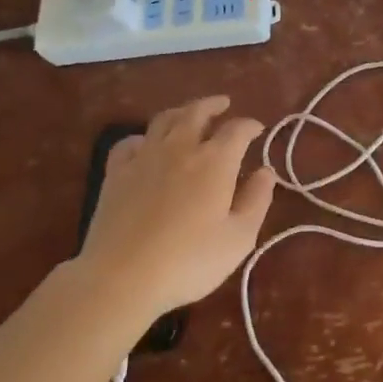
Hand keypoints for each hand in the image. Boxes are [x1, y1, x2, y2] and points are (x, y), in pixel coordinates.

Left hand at [78, 95, 276, 321]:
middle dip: (213, 105)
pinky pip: (129, 143)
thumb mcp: (239, 238)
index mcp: (215, 161)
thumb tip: (266, 172)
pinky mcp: (115, 174)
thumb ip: (257, 200)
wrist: (122, 278)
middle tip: (223, 104)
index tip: (258, 130)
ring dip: (181, 112)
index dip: (250, 125)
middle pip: (197, 112)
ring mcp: (144, 158)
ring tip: (189, 114)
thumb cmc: (189, 261)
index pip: (237, 130)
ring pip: (164, 120)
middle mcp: (180, 148)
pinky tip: (146, 145)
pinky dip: (143, 137)